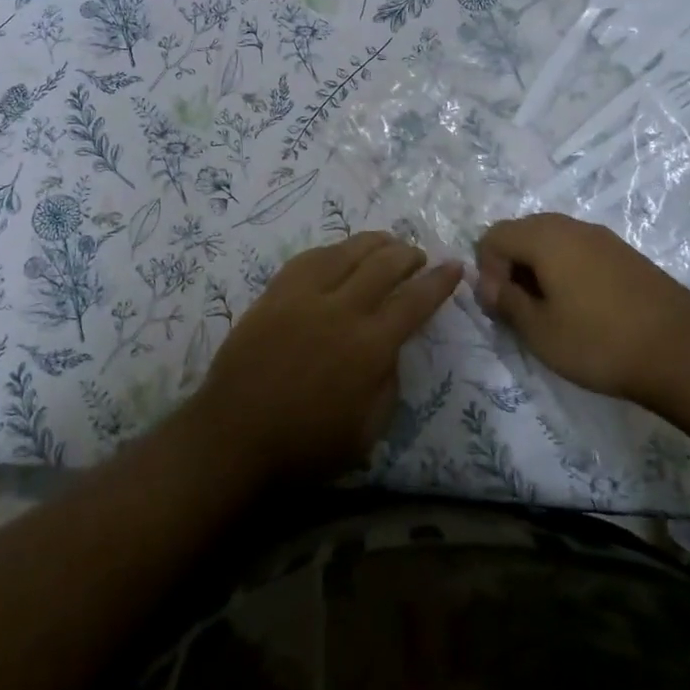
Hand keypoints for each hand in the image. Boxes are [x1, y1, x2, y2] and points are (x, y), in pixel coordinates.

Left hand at [190, 232, 460, 486]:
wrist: (234, 436)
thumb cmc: (304, 447)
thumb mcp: (366, 433)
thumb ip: (388, 385)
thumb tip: (391, 349)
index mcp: (369, 347)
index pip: (414, 302)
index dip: (439, 281)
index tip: (454, 265)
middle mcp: (341, 310)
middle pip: (383, 265)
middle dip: (408, 255)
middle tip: (418, 255)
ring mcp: (304, 295)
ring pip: (346, 251)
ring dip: (373, 243)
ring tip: (386, 242)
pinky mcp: (275, 292)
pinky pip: (309, 258)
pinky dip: (333, 250)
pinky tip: (339, 252)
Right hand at [475, 213, 689, 405]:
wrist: (685, 351)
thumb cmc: (600, 341)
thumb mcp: (540, 331)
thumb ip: (506, 302)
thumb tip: (489, 285)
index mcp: (544, 237)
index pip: (494, 236)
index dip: (486, 269)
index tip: (501, 306)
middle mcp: (571, 226)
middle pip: (522, 232)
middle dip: (511, 266)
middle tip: (519, 309)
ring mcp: (602, 238)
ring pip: (552, 241)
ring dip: (539, 269)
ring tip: (549, 311)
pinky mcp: (625, 254)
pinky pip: (579, 251)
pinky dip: (567, 271)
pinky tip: (582, 308)